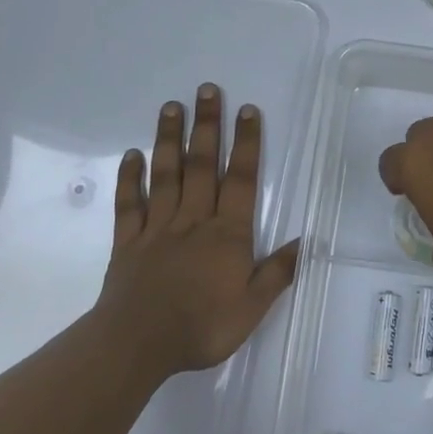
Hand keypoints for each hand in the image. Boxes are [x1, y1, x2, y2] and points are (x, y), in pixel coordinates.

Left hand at [98, 84, 298, 375]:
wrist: (137, 344)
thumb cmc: (201, 327)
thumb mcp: (252, 308)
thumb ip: (277, 273)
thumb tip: (304, 242)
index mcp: (227, 234)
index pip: (241, 179)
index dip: (246, 143)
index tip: (247, 110)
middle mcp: (194, 220)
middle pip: (202, 165)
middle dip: (207, 125)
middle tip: (207, 90)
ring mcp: (157, 228)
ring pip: (166, 175)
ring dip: (169, 139)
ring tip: (171, 107)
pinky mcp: (128, 242)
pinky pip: (129, 204)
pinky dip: (129, 178)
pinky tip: (131, 155)